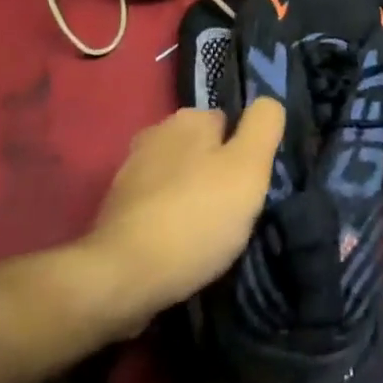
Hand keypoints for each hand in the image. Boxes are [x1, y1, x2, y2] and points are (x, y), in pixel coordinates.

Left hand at [82, 100, 284, 324]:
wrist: (123, 278)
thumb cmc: (196, 217)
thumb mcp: (249, 167)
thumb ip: (264, 126)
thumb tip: (267, 103)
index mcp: (188, 118)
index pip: (230, 123)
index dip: (245, 154)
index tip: (250, 188)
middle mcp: (155, 133)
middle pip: (203, 150)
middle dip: (217, 175)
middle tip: (233, 214)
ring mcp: (130, 171)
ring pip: (179, 178)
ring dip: (192, 198)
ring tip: (207, 235)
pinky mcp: (114, 210)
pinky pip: (157, 206)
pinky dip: (169, 220)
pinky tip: (179, 247)